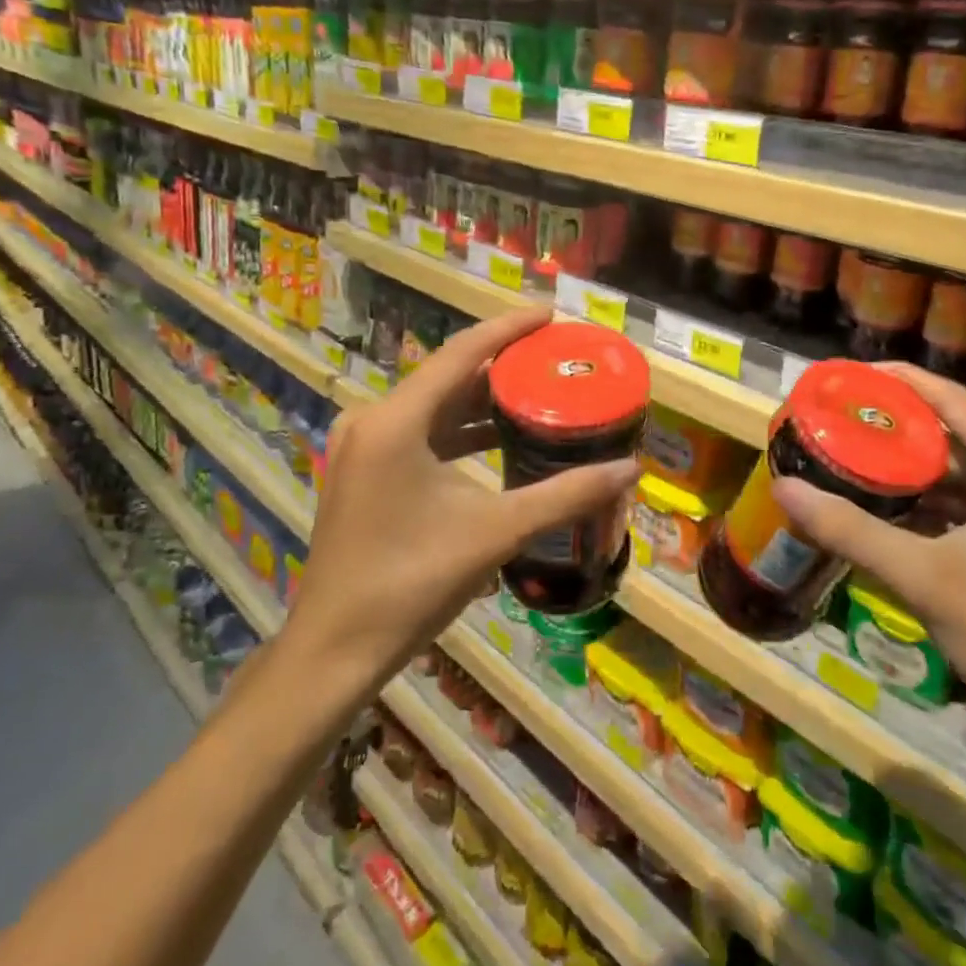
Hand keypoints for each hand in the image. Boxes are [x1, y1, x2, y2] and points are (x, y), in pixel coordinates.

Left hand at [284, 308, 639, 685]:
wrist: (335, 650)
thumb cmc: (412, 585)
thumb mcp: (495, 532)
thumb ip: (566, 494)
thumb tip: (630, 468)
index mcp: (395, 421)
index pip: (462, 353)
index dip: (509, 328)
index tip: (551, 315)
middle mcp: (372, 421)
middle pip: (447, 375)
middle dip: (502, 365)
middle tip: (554, 358)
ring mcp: (361, 447)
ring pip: (433, 405)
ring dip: (481, 399)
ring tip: (537, 391)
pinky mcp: (362, 471)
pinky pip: (419, 432)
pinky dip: (458, 429)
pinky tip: (497, 438)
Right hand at [772, 364, 965, 751]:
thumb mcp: (923, 578)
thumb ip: (851, 530)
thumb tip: (784, 488)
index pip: (953, 401)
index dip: (900, 380)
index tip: (848, 376)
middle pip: (954, 431)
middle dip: (895, 422)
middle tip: (839, 417)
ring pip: (959, 468)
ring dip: (909, 463)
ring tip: (851, 454)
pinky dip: (926, 497)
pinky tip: (884, 506)